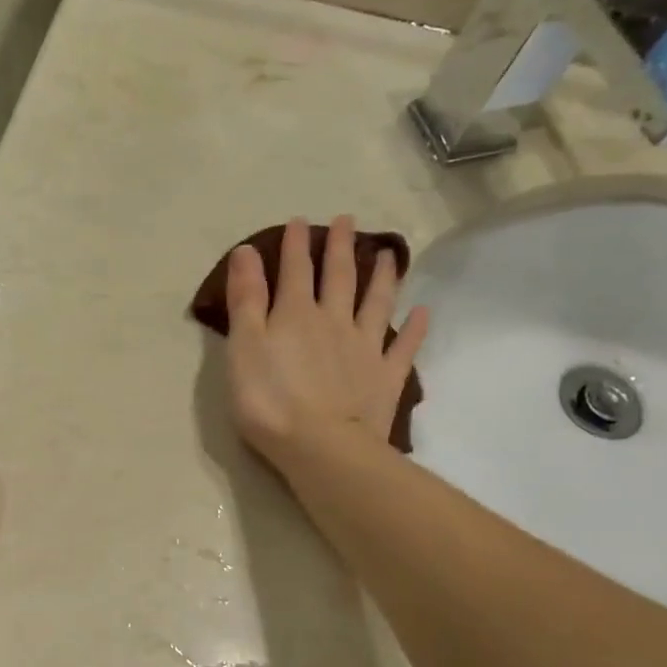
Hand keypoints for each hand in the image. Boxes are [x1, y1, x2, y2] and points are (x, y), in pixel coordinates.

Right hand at [225, 215, 428, 464]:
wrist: (322, 446)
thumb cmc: (269, 400)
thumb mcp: (243, 347)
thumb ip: (246, 298)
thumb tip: (248, 249)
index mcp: (295, 314)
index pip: (295, 270)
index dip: (296, 244)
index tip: (300, 220)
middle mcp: (334, 321)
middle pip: (339, 277)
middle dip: (340, 247)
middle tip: (347, 220)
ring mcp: (364, 347)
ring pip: (376, 303)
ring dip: (382, 276)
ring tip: (388, 254)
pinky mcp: (385, 377)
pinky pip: (403, 347)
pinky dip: (414, 328)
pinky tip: (423, 313)